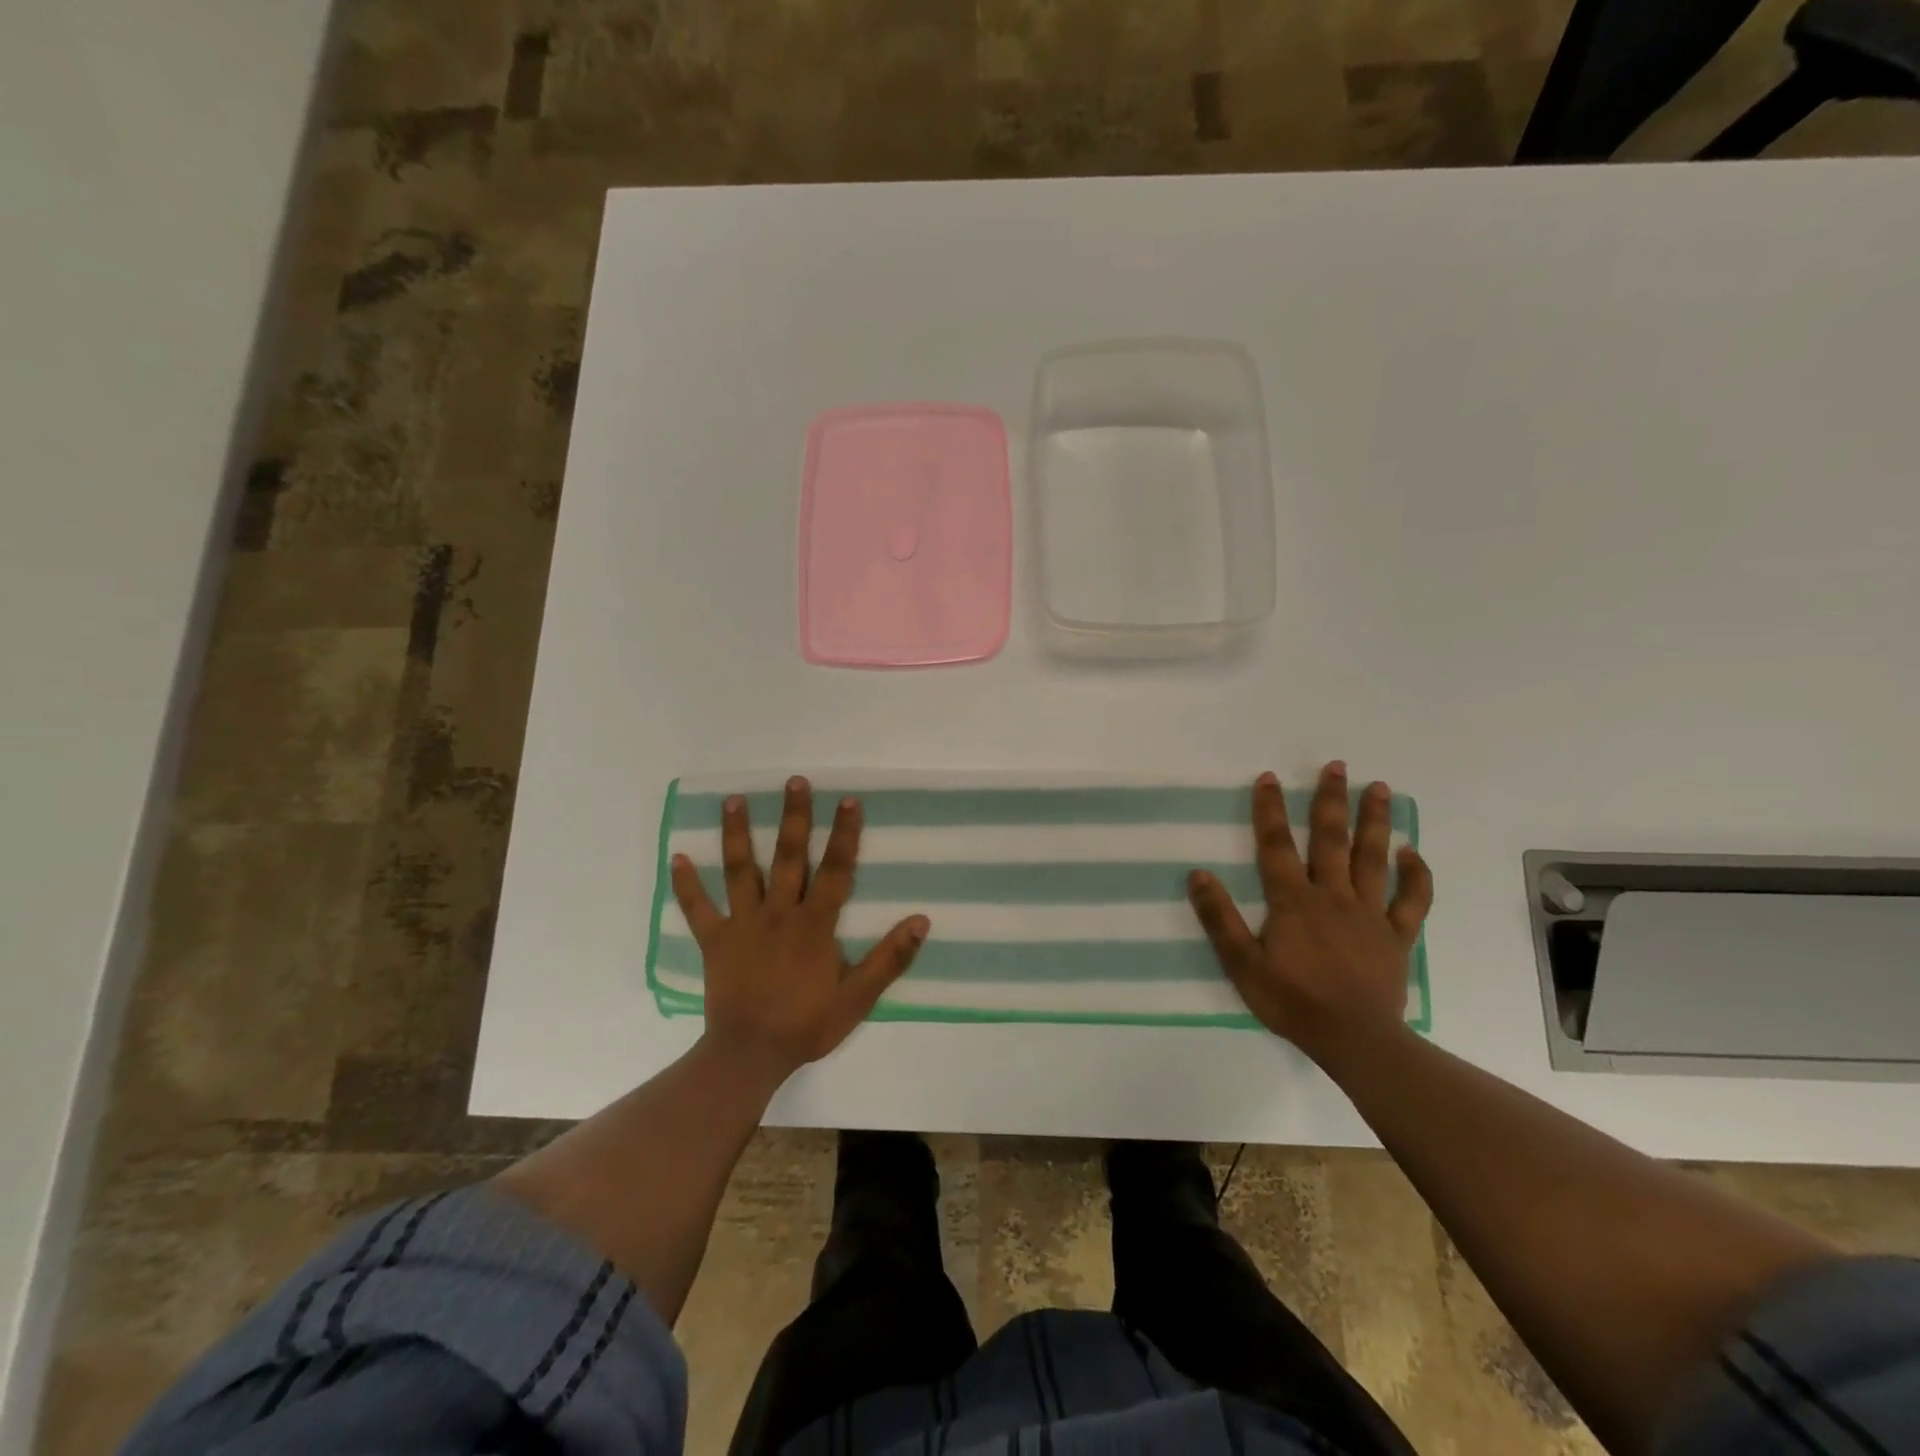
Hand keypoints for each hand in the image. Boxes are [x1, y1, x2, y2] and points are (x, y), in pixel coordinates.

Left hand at [670, 776, 928, 1082]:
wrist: (750, 1054)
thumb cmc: (807, 1024)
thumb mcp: (858, 997)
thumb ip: (890, 958)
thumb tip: (921, 921)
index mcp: (815, 924)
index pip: (836, 870)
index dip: (844, 834)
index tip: (848, 800)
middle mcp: (779, 913)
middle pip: (789, 857)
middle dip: (794, 817)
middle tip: (794, 781)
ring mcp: (743, 924)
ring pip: (741, 870)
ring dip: (737, 834)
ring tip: (733, 800)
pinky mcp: (715, 941)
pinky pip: (698, 908)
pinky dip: (687, 884)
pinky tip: (677, 856)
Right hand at [1187, 762, 1433, 1065]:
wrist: (1353, 1039)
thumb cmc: (1291, 1000)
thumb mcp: (1241, 963)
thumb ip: (1220, 918)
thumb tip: (1197, 874)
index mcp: (1293, 900)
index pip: (1276, 845)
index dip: (1269, 810)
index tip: (1269, 777)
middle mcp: (1332, 896)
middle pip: (1331, 839)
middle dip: (1331, 800)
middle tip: (1338, 766)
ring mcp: (1369, 914)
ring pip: (1372, 858)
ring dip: (1376, 821)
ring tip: (1381, 787)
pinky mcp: (1396, 936)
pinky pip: (1411, 900)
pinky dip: (1415, 875)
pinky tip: (1412, 853)